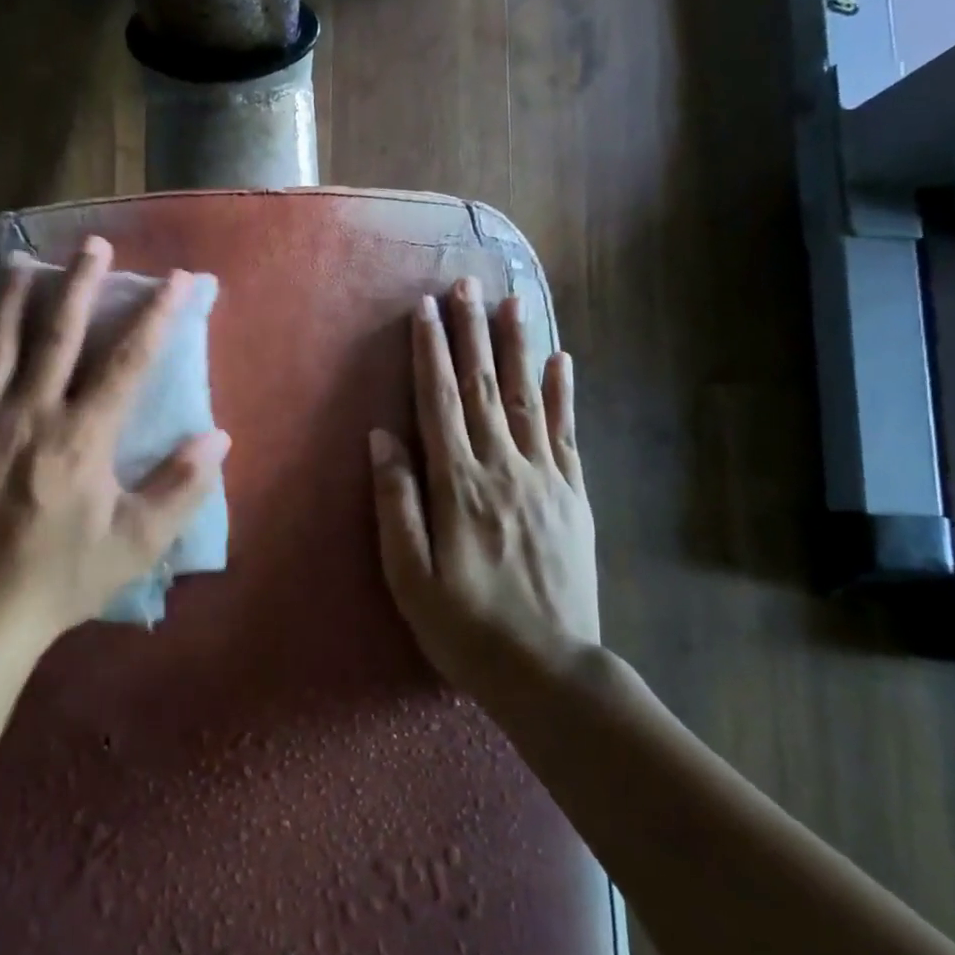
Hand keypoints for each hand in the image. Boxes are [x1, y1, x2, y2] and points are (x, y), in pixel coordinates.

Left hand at [0, 235, 229, 641]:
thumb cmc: (63, 577)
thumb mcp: (136, 542)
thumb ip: (181, 487)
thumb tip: (219, 438)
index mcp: (82, 436)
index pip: (130, 360)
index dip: (158, 315)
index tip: (180, 280)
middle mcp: (32, 413)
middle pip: (59, 331)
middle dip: (81, 282)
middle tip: (94, 243)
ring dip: (13, 296)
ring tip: (24, 262)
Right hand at [369, 278, 598, 694]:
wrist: (548, 670)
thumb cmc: (464, 626)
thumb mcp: (408, 575)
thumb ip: (396, 501)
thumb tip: (381, 438)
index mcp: (458, 484)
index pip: (440, 402)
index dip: (431, 352)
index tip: (426, 309)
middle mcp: (502, 468)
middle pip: (484, 386)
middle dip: (471, 331)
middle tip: (466, 283)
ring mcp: (544, 478)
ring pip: (527, 397)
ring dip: (517, 346)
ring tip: (513, 301)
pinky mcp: (573, 495)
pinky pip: (566, 432)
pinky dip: (563, 392)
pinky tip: (561, 360)